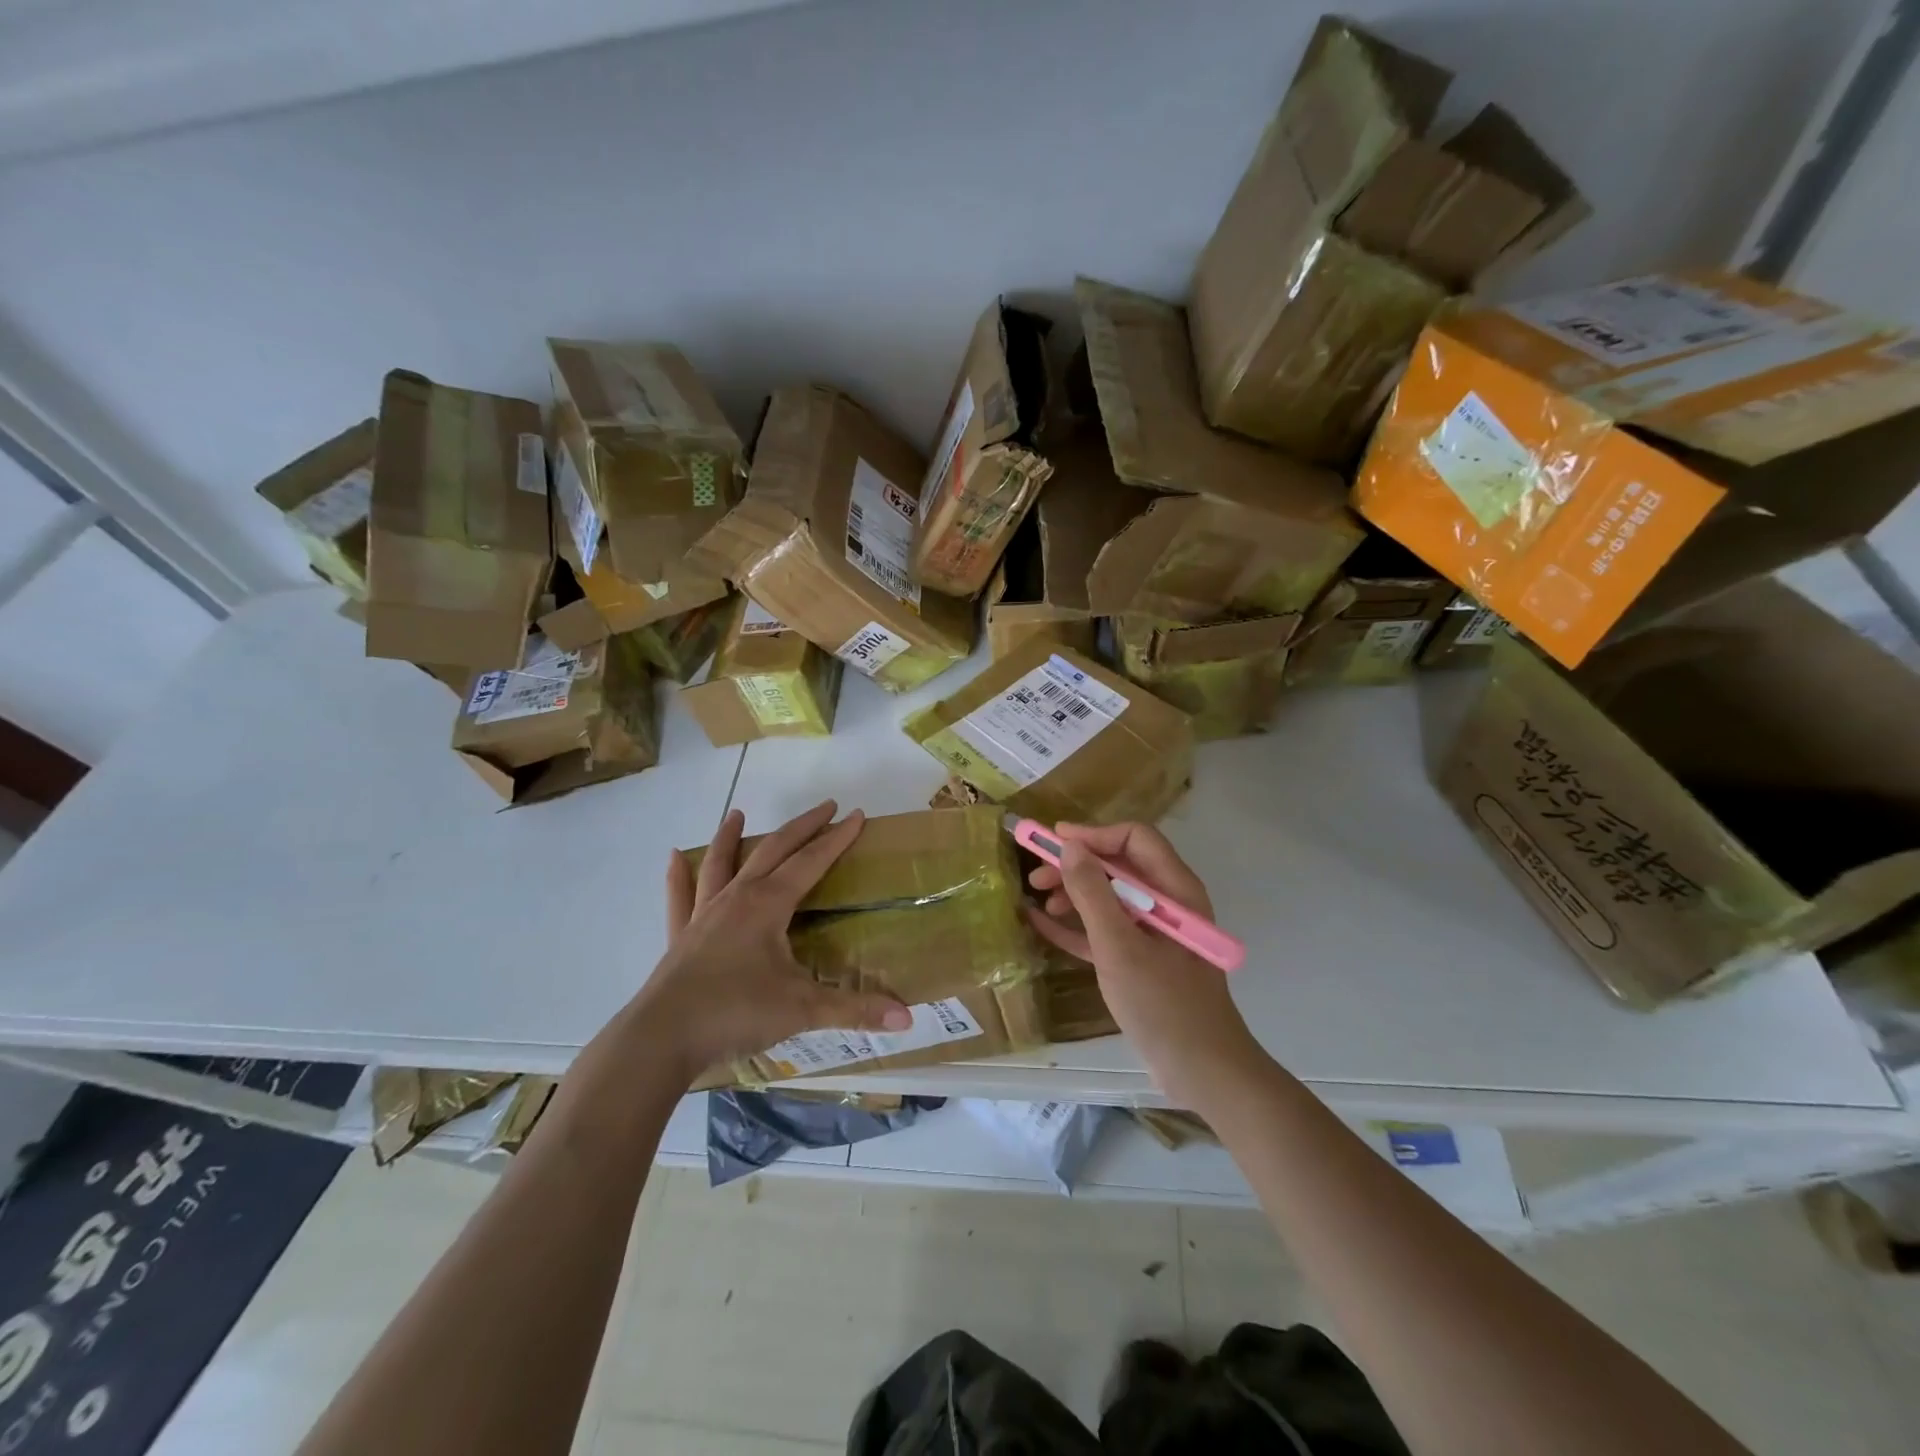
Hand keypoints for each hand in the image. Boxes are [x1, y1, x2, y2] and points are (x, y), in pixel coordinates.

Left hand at [627, 800, 911, 1085]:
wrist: (662, 1038)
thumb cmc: (736, 1012)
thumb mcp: (802, 1009)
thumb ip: (854, 1010)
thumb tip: (908, 1018)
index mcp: (768, 905)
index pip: (811, 862)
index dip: (836, 838)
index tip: (856, 815)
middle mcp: (737, 899)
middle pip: (773, 851)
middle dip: (802, 827)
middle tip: (825, 806)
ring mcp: (704, 915)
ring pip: (721, 863)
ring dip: (732, 836)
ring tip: (737, 813)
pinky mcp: (681, 937)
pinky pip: (681, 897)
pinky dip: (679, 876)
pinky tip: (674, 857)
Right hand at [1025, 822, 1259, 1104]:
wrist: (1200, 1070)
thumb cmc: (1163, 1003)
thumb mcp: (1120, 946)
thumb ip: (1093, 893)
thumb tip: (1069, 846)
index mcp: (1174, 889)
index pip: (1134, 839)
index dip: (1093, 835)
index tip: (1054, 841)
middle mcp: (1165, 903)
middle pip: (1118, 866)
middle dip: (1076, 865)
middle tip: (1037, 876)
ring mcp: (1152, 932)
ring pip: (1108, 897)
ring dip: (1072, 894)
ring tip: (1037, 901)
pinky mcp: (1139, 959)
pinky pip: (1104, 930)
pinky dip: (1075, 924)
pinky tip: (1040, 923)